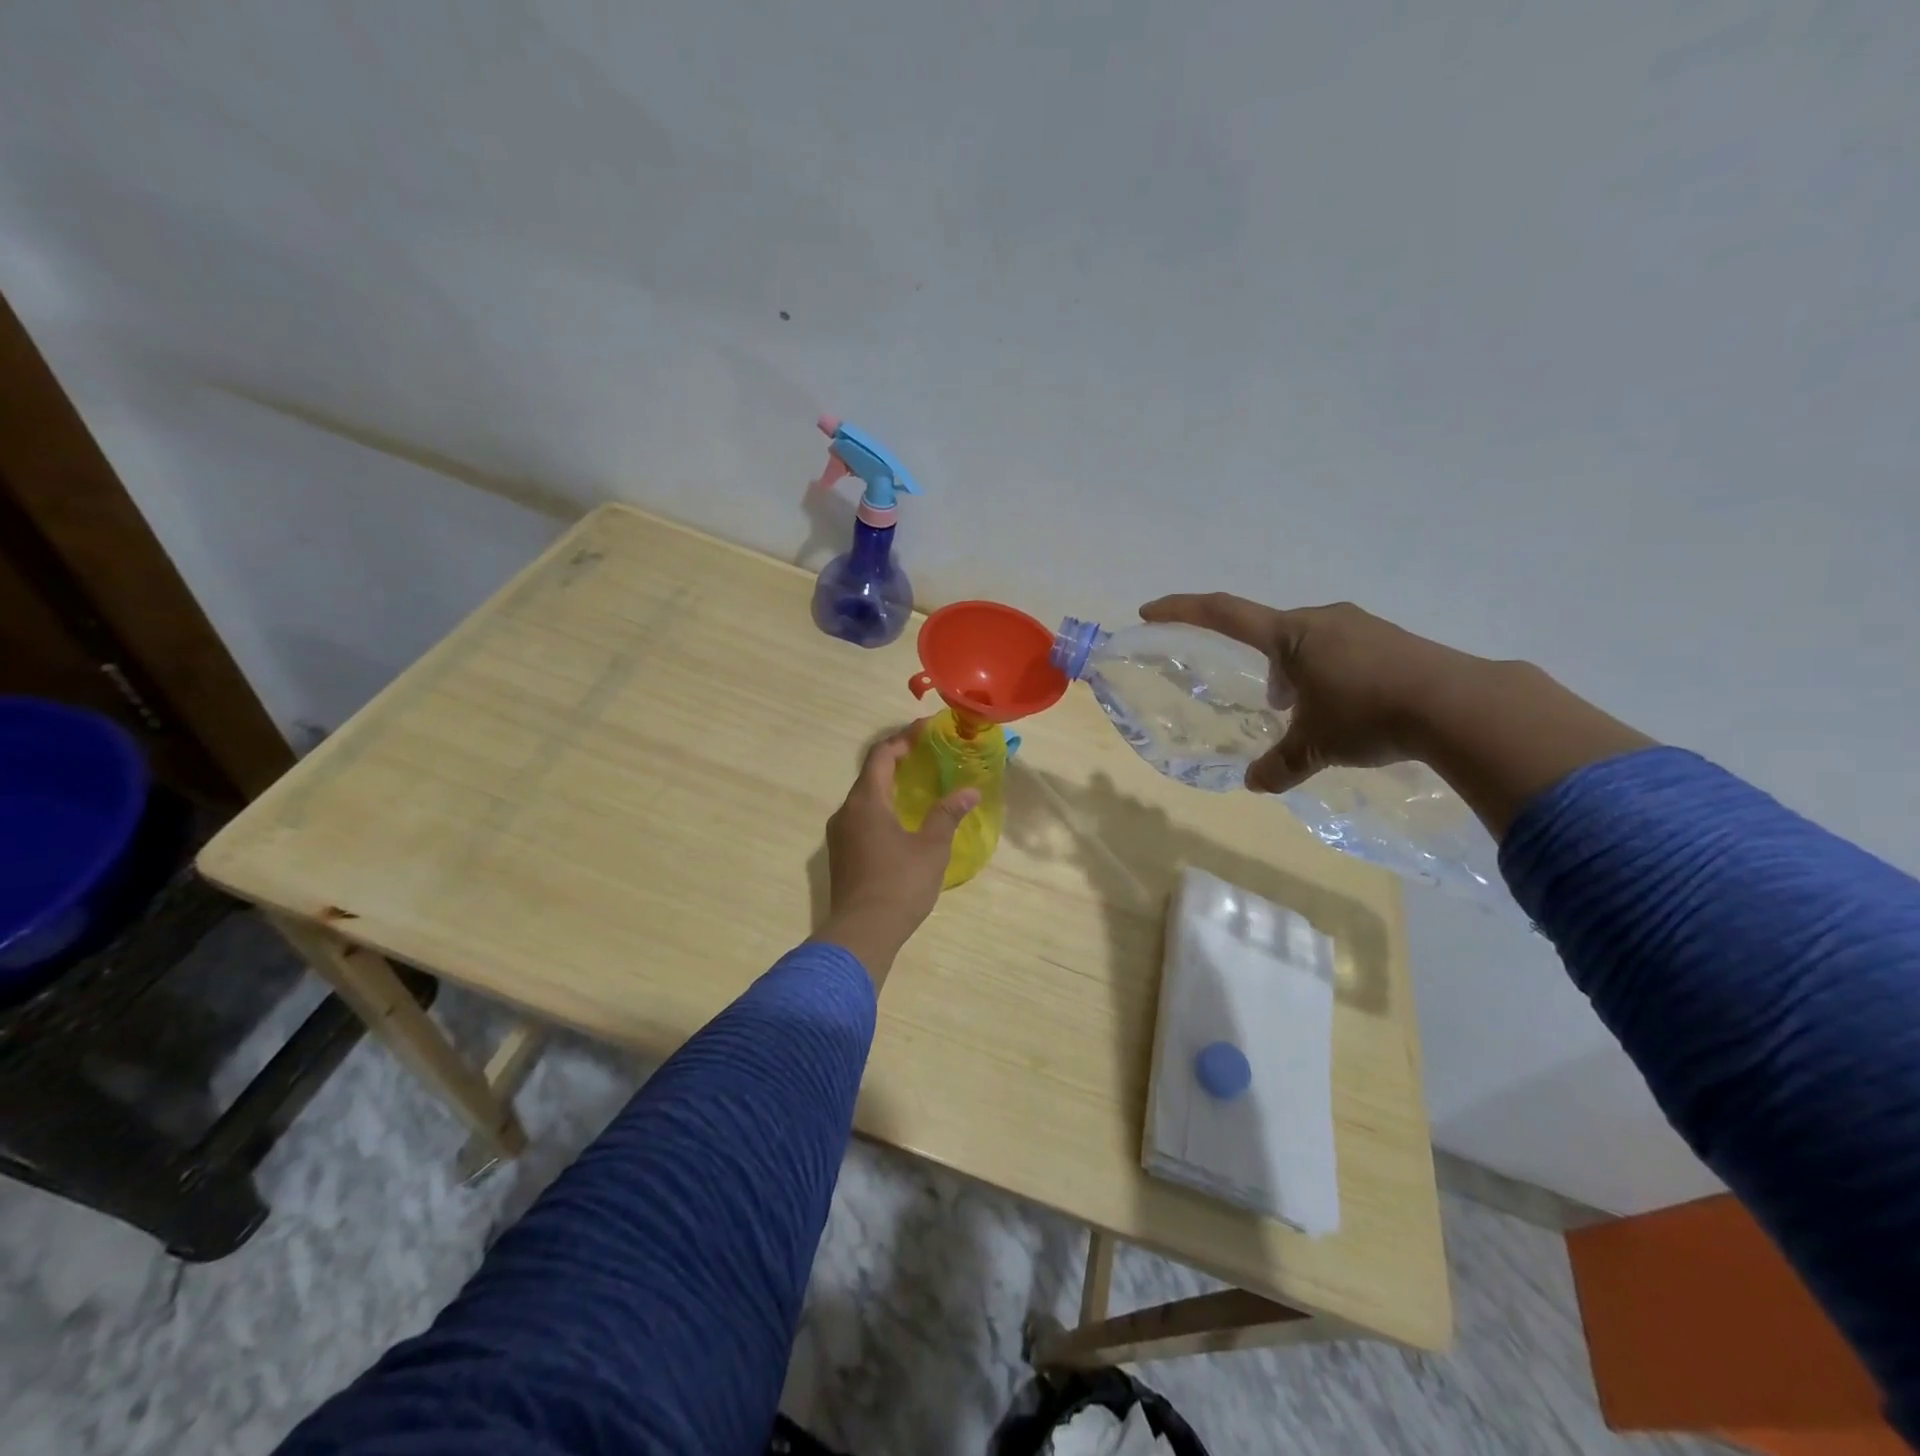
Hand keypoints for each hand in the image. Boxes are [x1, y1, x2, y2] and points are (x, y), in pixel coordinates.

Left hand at [817, 722, 979, 980]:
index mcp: (866, 801)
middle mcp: (846, 812)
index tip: (925, 730)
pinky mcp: (841, 855)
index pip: (881, 755)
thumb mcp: (931, 848)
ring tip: (916, 785)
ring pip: (864, 798)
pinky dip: (881, 808)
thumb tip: (969, 792)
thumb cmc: (899, 884)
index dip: (902, 739)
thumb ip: (947, 814)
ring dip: (888, 786)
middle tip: (925, 755)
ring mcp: (839, 835)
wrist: (861, 933)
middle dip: (896, 760)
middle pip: (869, 775)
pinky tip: (901, 821)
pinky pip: (861, 818)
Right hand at [1139, 594, 1475, 794]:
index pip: (1224, 613)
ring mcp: (1362, 626)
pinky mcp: (1392, 640)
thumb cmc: (1368, 715)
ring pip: (1310, 644)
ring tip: (1312, 714)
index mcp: (1291, 635)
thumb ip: (1279, 765)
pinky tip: (1351, 708)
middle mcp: (1323, 620)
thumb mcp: (1314, 747)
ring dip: (1299, 675)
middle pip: (1273, 635)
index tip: (1150, 610)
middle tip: (1272, 706)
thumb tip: (1254, 784)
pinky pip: (1343, 651)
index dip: (1183, 610)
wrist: (1460, 705)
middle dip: (1264, 669)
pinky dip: (1332, 676)